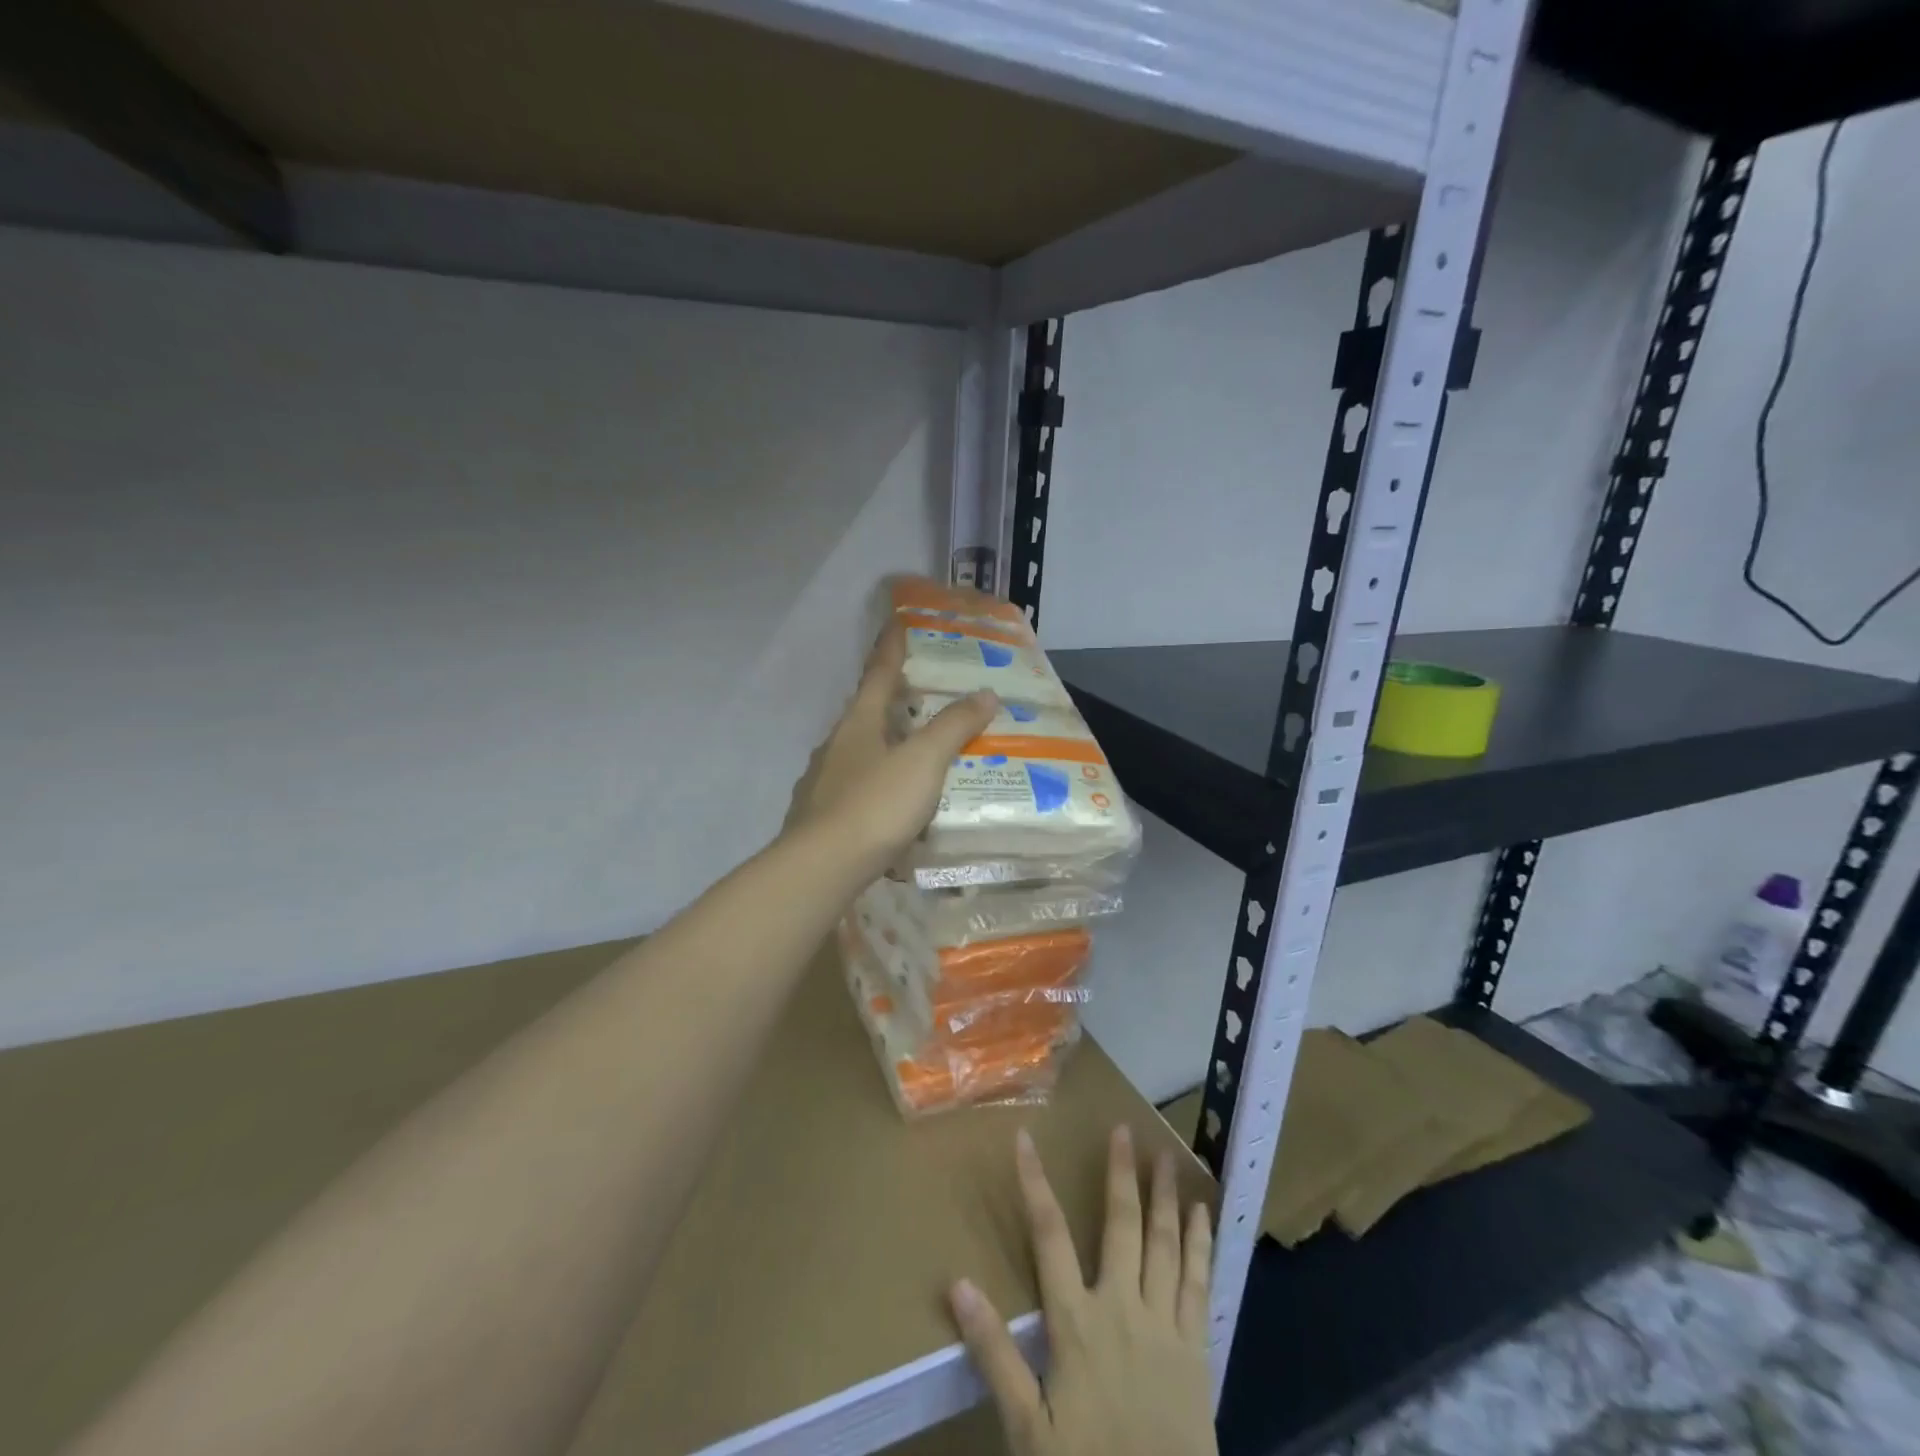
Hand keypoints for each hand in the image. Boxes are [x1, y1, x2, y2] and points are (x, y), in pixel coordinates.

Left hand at [788, 624, 995, 870]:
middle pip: (866, 713)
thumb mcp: (923, 761)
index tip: (897, 623)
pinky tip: (894, 809)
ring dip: (886, 748)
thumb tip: (985, 693)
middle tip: (922, 698)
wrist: (822, 867)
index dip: (891, 648)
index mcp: (858, 723)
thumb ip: (953, 727)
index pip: (879, 674)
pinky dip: (878, 789)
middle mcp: (836, 745)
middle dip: (892, 702)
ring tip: (916, 757)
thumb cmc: (875, 804)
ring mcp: (823, 782)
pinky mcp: (820, 817)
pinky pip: (857, 791)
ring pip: (860, 754)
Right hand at [950, 1128, 1217, 1455]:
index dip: (1034, 1183)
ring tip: (1166, 1156)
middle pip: (1121, 1225)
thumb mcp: (1027, 1428)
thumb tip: (957, 1284)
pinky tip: (1204, 1215)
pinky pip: (1199, 1283)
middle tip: (1125, 1129)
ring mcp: (1164, 1325)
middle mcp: (1122, 1307)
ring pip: (1165, 1244)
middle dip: (1121, 1174)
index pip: (1049, 1236)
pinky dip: (1201, 1244)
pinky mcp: (1197, 1349)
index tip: (1025, 1139)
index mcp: (1076, 1322)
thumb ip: (994, 1353)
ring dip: (1165, 1197)